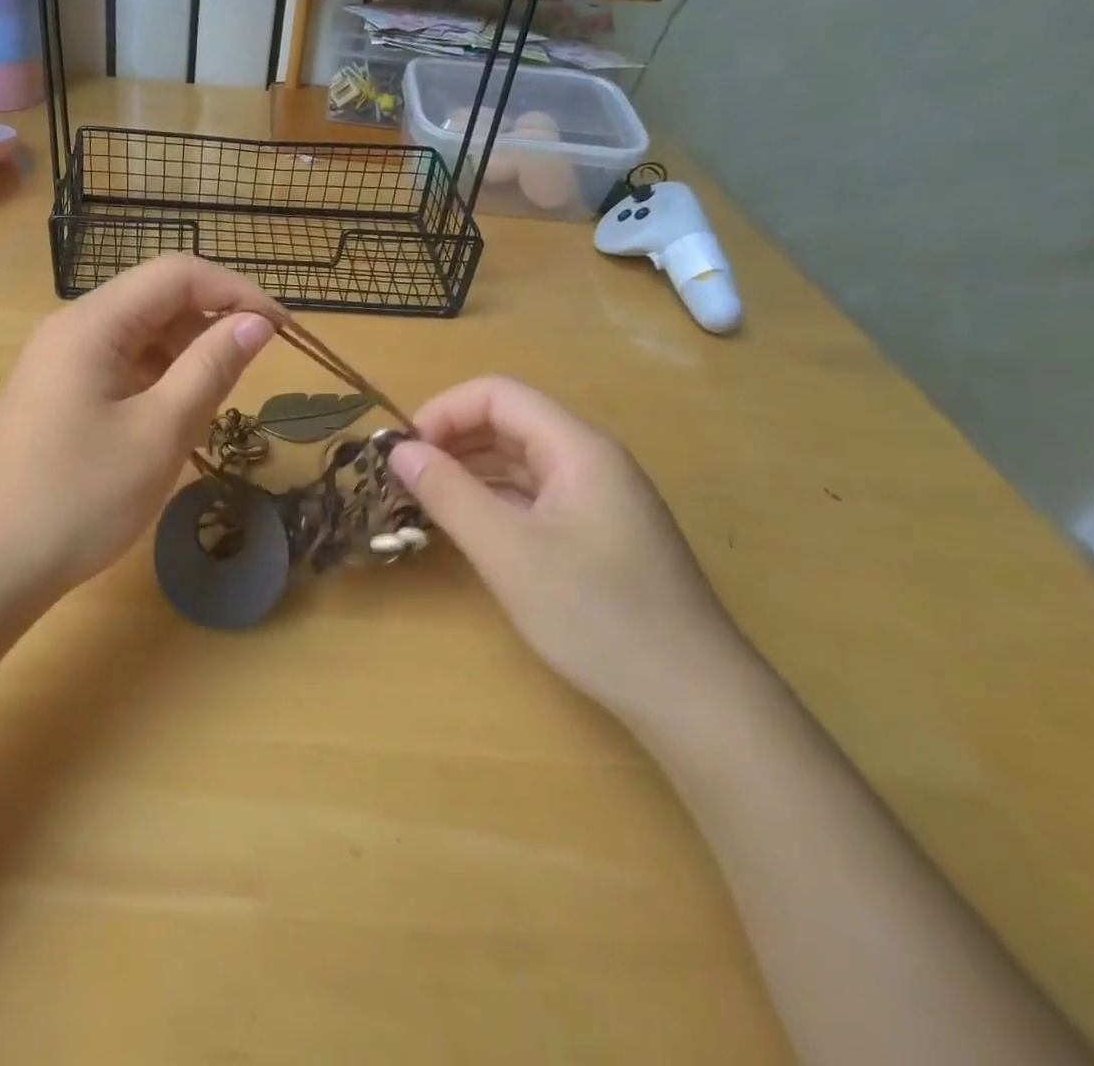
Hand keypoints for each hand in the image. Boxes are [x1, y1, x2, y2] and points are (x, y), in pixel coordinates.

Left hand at [0, 256, 282, 596]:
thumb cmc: (78, 498)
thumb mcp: (159, 432)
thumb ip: (211, 368)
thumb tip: (257, 323)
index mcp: (92, 323)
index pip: (177, 274)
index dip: (236, 291)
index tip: (281, 330)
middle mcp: (73, 328)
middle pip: (157, 301)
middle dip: (210, 328)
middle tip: (246, 378)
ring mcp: (61, 361)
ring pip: (142, 336)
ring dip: (185, 360)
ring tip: (207, 410)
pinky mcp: (59, 392)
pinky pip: (122, 366)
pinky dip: (158, 383)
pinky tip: (170, 424)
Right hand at [388, 376, 753, 730]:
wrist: (694, 698)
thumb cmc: (597, 616)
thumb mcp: (508, 553)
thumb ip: (449, 494)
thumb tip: (399, 450)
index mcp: (577, 448)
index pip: (498, 394)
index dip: (444, 411)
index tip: (404, 453)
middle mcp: (590, 460)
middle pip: (509, 422)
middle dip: (451, 439)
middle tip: (405, 479)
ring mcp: (597, 496)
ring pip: (520, 460)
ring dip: (469, 469)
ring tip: (424, 500)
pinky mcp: (597, 531)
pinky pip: (534, 494)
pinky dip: (494, 499)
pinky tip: (467, 526)